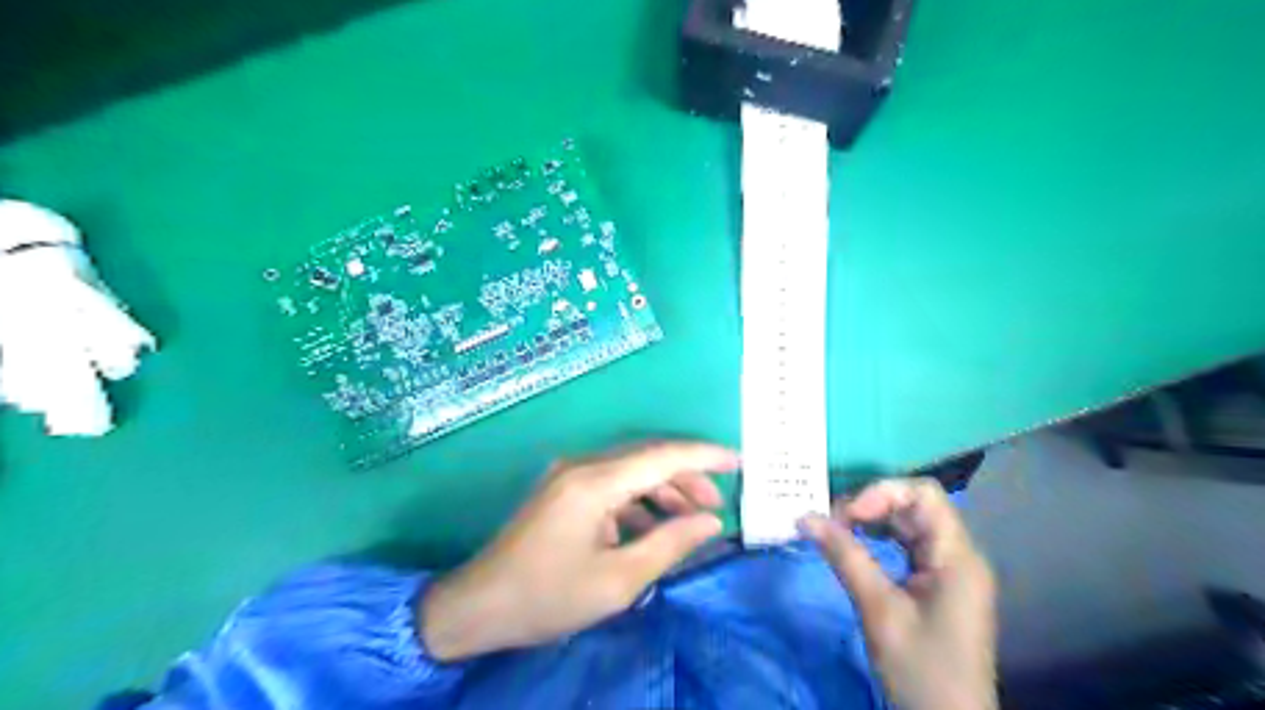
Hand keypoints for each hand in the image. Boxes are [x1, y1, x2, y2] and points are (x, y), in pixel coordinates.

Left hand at [425, 445, 742, 659]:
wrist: (477, 605)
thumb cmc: (548, 597)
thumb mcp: (618, 581)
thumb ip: (669, 545)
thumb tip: (710, 522)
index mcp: (595, 482)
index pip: (662, 455)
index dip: (704, 456)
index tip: (739, 461)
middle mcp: (582, 465)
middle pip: (647, 459)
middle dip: (687, 477)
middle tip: (716, 505)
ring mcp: (569, 474)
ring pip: (631, 470)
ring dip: (663, 489)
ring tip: (691, 518)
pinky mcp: (563, 488)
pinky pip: (612, 484)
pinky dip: (639, 500)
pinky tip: (653, 526)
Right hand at [799, 476, 997, 708]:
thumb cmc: (920, 668)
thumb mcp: (878, 609)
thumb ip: (844, 557)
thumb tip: (804, 517)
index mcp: (957, 556)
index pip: (924, 495)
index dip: (882, 492)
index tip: (845, 514)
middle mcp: (959, 555)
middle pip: (916, 506)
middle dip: (871, 505)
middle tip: (830, 522)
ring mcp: (950, 571)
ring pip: (910, 524)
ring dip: (872, 520)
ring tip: (836, 530)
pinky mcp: (938, 585)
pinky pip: (908, 546)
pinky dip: (879, 539)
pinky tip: (854, 545)